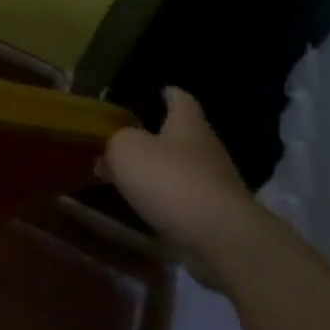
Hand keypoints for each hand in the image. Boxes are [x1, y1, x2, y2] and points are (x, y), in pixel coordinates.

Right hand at [102, 86, 261, 286]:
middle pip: (182, 135)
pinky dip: (167, 200)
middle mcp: (207, 148)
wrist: (221, 238)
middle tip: (128, 139)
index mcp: (188, 123)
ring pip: (183, 169)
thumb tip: (108, 153)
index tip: (159, 91)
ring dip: (160, 171)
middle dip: (158, 136)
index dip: (169, 94)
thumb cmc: (171, 179)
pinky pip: (186, 200)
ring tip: (129, 176)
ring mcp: (217, 184)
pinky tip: (147, 207)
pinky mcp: (217, 217)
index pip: (180, 99)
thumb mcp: (125, 150)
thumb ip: (114, 143)